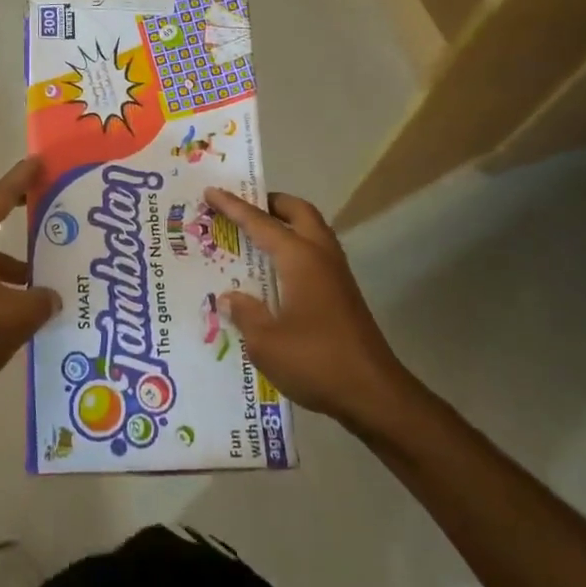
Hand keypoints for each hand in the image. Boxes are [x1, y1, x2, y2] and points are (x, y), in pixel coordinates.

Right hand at [206, 187, 410, 431]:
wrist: (375, 395)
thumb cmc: (316, 361)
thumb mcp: (266, 342)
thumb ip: (244, 313)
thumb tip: (230, 297)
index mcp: (300, 258)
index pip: (260, 222)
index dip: (233, 206)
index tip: (211, 191)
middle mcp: (321, 256)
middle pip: (298, 212)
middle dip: (270, 203)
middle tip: (242, 209)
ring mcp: (337, 274)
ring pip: (312, 230)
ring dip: (286, 224)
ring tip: (257, 235)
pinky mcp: (343, 294)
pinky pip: (315, 253)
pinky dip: (294, 248)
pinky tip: (276, 273)